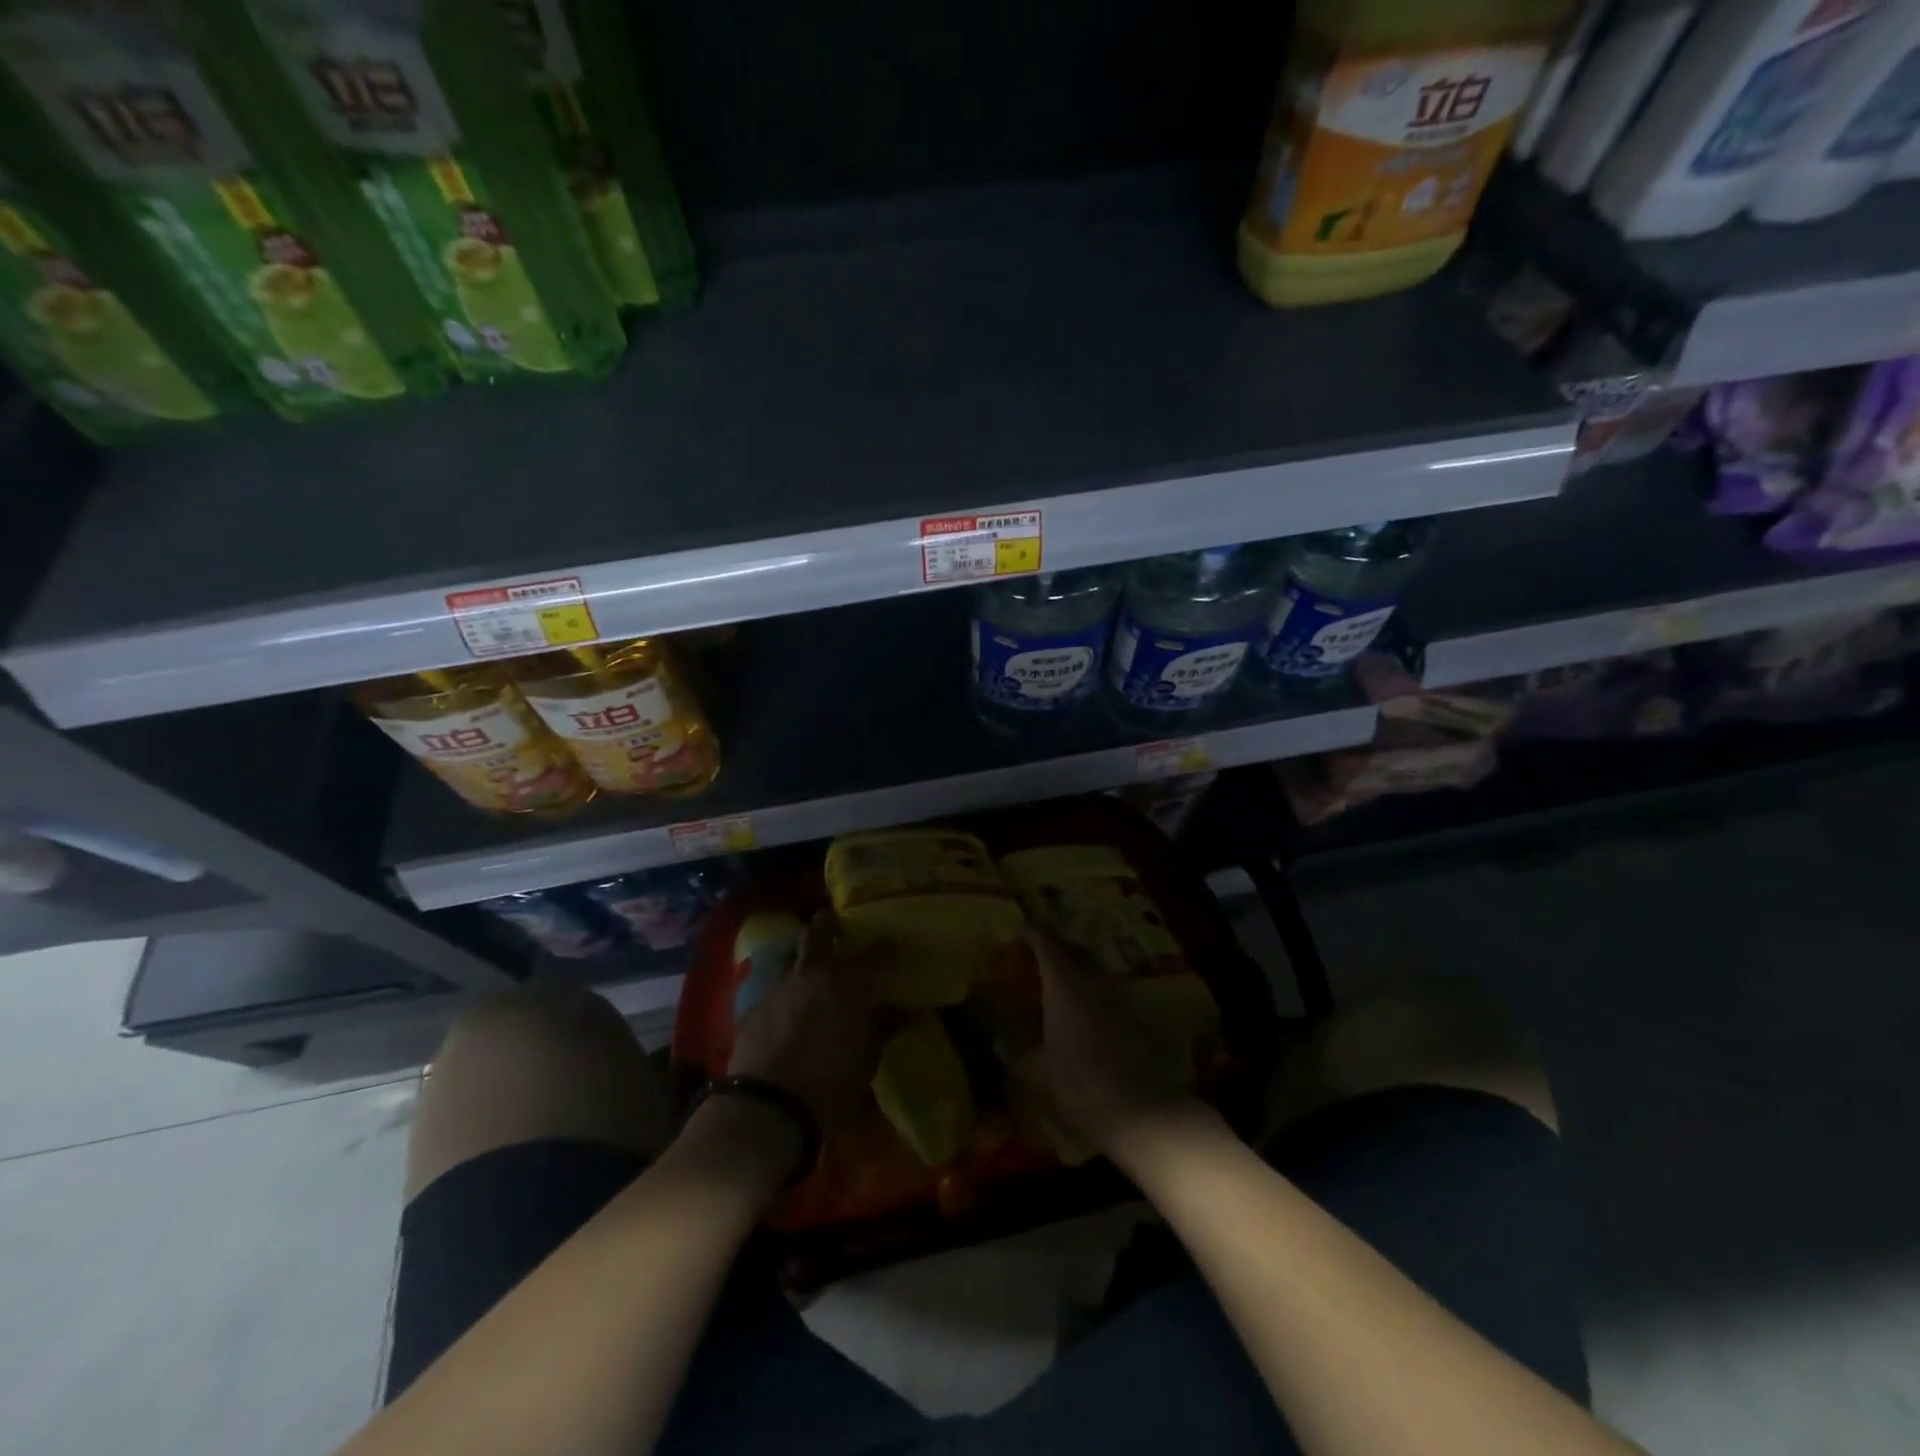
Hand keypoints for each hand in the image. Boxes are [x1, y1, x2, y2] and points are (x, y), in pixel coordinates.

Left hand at [728, 912, 890, 1128]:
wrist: (766, 1111)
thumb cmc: (829, 1088)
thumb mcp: (867, 1063)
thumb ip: (883, 1030)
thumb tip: (902, 1014)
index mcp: (851, 984)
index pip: (879, 953)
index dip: (888, 951)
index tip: (893, 954)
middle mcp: (815, 973)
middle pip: (821, 930)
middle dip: (830, 925)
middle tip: (838, 930)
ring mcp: (780, 986)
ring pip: (793, 957)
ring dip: (805, 962)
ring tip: (811, 979)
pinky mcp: (754, 1007)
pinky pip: (774, 990)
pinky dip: (785, 997)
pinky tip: (785, 1016)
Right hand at [1012, 931, 1200, 1164]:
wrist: (1142, 1113)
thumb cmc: (1079, 1085)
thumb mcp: (1034, 1073)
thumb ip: (1016, 1052)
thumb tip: (1002, 1043)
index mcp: (1065, 983)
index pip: (1047, 944)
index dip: (1033, 935)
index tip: (1020, 931)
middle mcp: (1094, 980)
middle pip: (1076, 950)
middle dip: (1058, 947)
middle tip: (1040, 954)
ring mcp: (1120, 997)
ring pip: (1096, 970)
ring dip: (1079, 969)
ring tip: (1061, 982)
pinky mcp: (1137, 1018)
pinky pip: (1110, 993)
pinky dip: (1094, 993)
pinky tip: (1085, 1012)